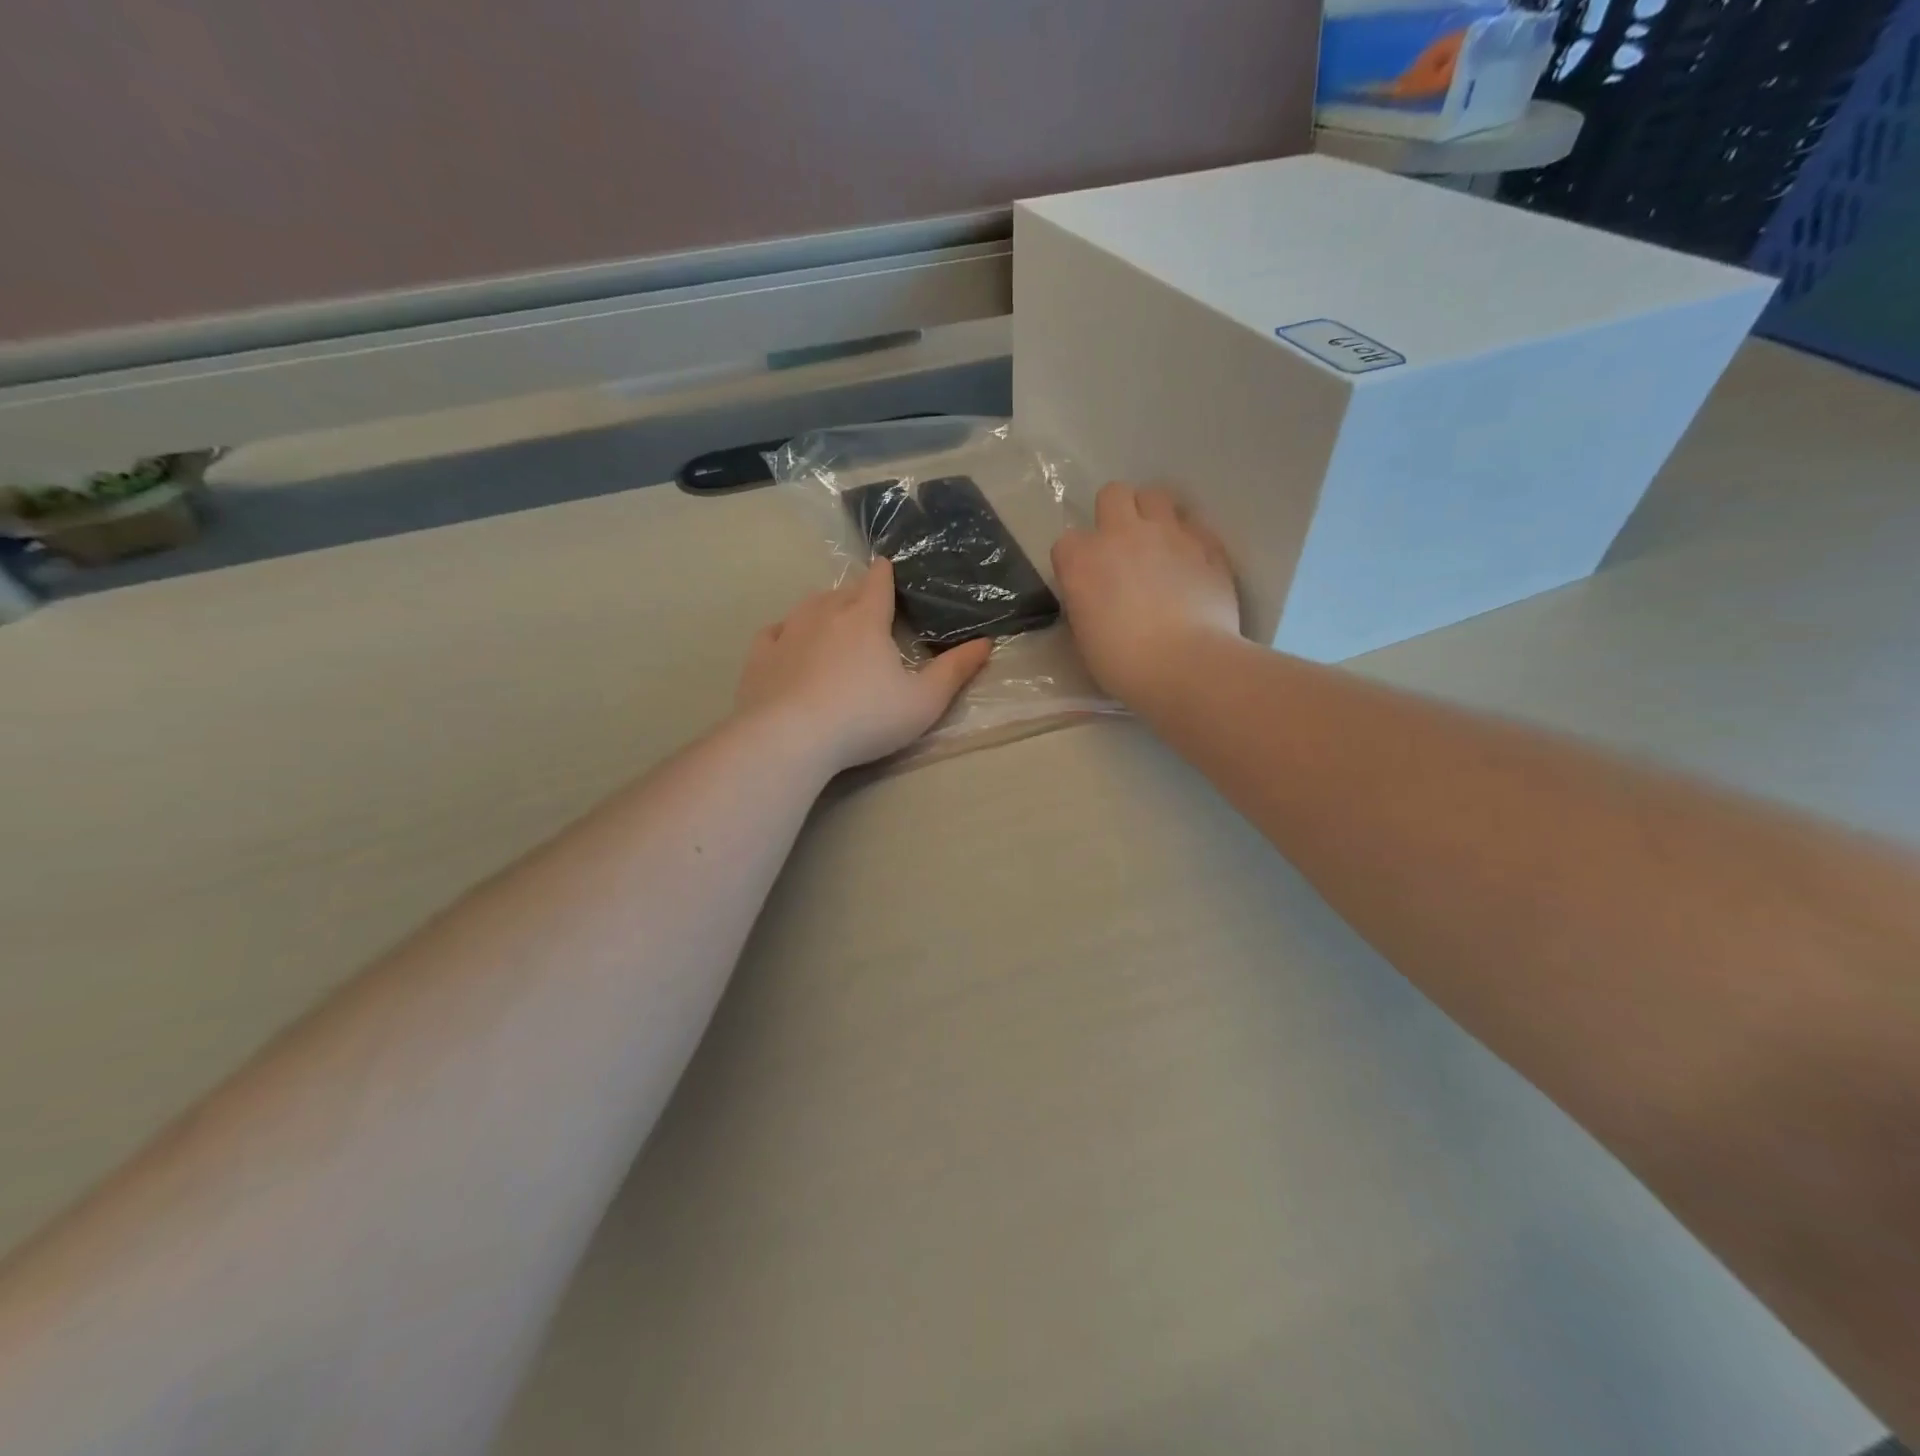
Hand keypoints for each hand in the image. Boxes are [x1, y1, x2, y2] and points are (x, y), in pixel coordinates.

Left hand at [736, 559, 992, 772]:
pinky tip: (788, 642)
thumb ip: (955, 670)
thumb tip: (986, 642)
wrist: (791, 738)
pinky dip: (786, 632)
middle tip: (867, 608)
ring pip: (808, 606)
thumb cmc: (866, 718)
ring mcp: (788, 632)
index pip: (878, 581)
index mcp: (866, 618)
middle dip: (856, 594)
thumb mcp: (924, 701)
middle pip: (843, 591)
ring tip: (831, 621)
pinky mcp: (760, 656)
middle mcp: (824, 613)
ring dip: (822, 608)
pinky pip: (774, 632)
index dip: (885, 573)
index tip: (887, 569)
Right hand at [1050, 482, 1240, 705]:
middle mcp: (1122, 534)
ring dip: (1152, 516)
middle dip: (1114, 513)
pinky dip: (1189, 540)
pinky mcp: (1207, 544)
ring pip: (1156, 496)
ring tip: (1158, 546)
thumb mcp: (1085, 639)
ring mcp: (1168, 534)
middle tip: (1122, 547)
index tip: (1086, 582)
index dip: (1077, 561)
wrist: (1187, 665)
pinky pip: (1194, 526)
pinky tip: (1191, 564)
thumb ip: (1086, 604)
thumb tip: (1095, 599)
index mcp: (1082, 560)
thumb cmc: (1124, 664)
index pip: (1067, 542)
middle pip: (1112, 494)